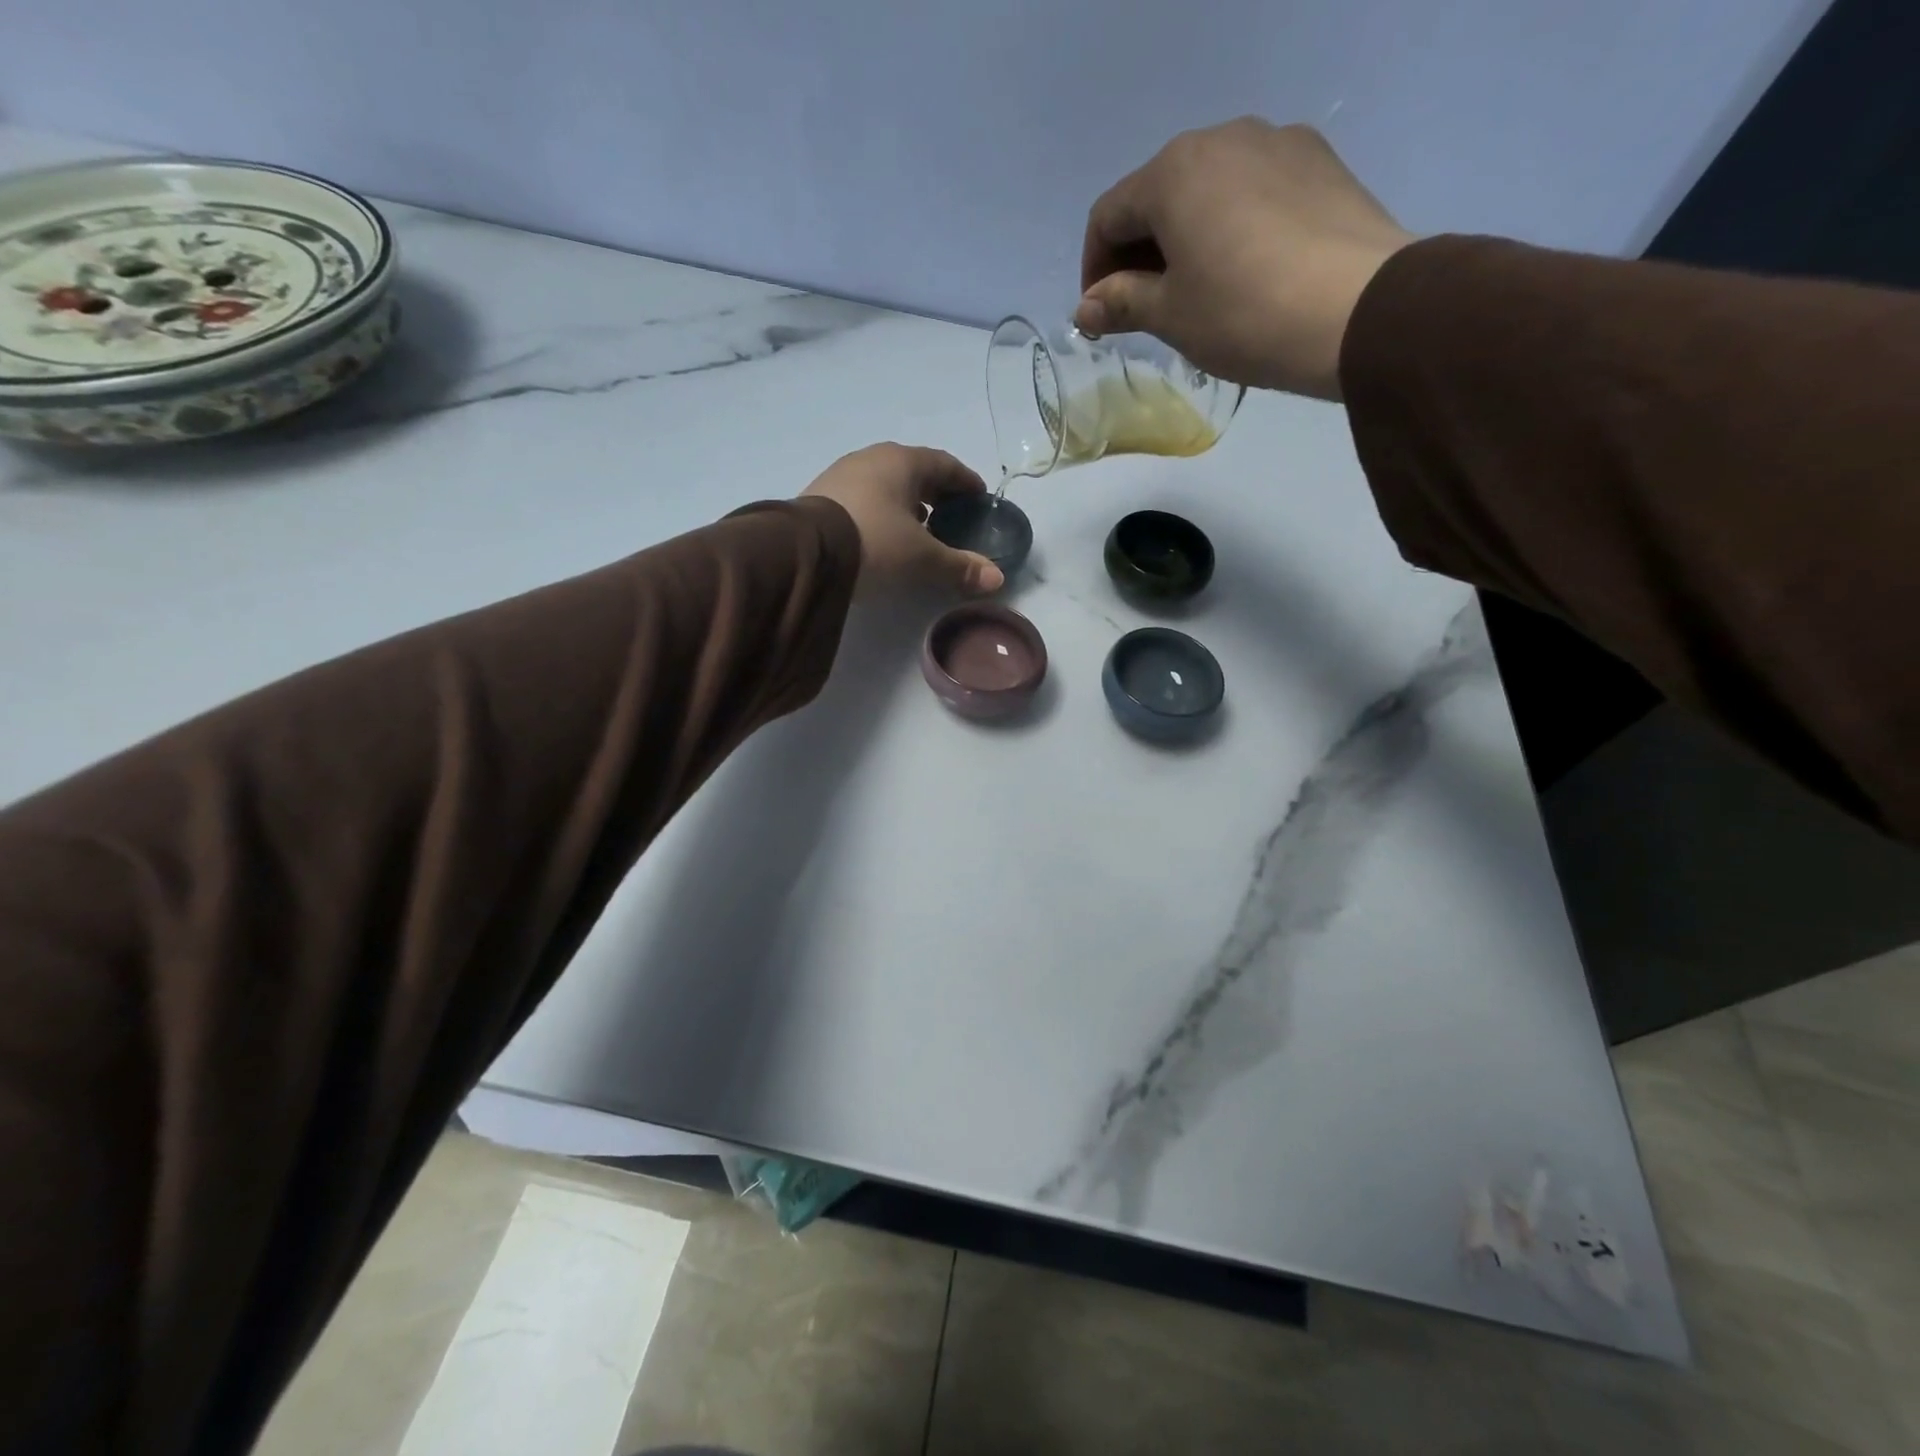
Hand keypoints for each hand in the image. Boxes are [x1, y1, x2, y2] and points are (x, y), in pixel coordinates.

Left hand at [801, 443, 1004, 595]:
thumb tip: (997, 578)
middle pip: (915, 471)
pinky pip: (864, 498)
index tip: (980, 498)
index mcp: (903, 462)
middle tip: (953, 516)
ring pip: (886, 484)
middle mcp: (872, 458)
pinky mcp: (821, 496)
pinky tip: (883, 535)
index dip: (966, 482)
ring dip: (907, 503)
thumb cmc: (875, 543)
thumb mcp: (922, 559)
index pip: (945, 464)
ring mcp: (842, 474)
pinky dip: (882, 512)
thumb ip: (960, 566)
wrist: (804, 553)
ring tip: (920, 529)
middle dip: (936, 493)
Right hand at [1076, 118, 1414, 399]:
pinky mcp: (1319, 161)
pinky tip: (1244, 269)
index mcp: (1174, 171)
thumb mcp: (1171, 315)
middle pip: (1158, 194)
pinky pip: (1254, 190)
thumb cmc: (1243, 313)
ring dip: (1186, 236)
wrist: (1358, 310)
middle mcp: (1222, 137)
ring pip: (1208, 189)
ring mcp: (1277, 141)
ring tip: (1196, 289)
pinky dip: (1232, 225)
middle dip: (1139, 251)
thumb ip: (1122, 302)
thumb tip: (1086, 306)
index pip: (1108, 215)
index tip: (1101, 314)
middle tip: (1143, 306)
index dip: (1094, 268)